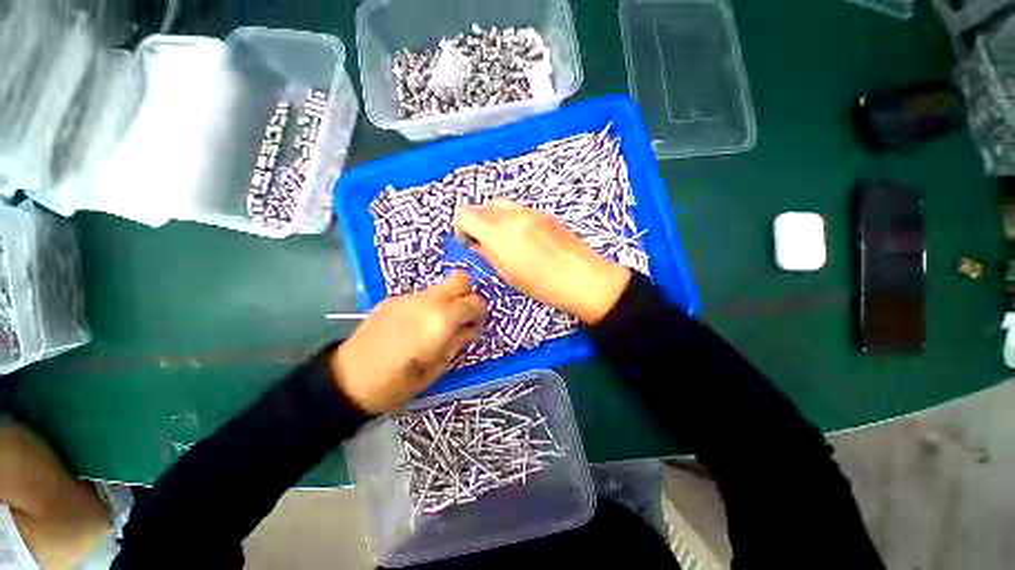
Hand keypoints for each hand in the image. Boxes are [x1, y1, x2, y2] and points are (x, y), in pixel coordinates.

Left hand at [330, 272, 485, 413]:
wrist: (348, 378)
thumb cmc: (397, 382)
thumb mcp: (436, 369)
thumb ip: (458, 343)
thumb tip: (471, 329)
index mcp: (442, 320)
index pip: (475, 302)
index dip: (480, 313)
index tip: (475, 326)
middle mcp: (428, 301)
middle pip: (461, 280)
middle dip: (468, 295)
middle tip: (462, 316)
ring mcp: (409, 297)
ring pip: (440, 286)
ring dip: (447, 300)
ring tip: (438, 323)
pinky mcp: (393, 299)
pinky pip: (422, 295)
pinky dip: (428, 304)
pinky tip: (416, 325)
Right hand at [454, 199, 629, 323]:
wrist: (585, 279)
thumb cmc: (544, 285)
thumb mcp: (509, 275)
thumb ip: (489, 254)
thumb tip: (477, 244)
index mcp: (499, 232)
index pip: (466, 214)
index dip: (462, 228)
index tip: (469, 243)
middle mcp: (513, 215)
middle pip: (484, 205)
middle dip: (480, 222)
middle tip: (486, 243)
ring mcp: (532, 212)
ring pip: (503, 206)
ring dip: (497, 220)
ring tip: (507, 242)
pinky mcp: (546, 214)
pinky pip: (520, 211)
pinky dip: (513, 220)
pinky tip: (525, 240)